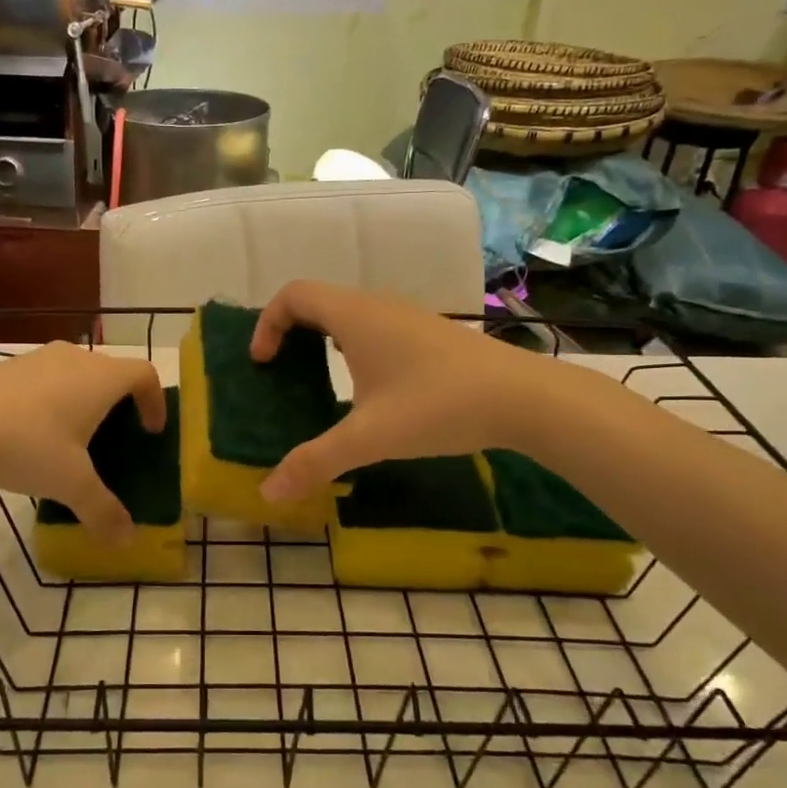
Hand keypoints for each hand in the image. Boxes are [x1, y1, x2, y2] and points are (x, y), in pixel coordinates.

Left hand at [0, 343, 165, 542]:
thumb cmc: (27, 444)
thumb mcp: (70, 484)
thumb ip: (102, 510)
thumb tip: (127, 541)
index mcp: (101, 378)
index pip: (145, 373)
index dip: (155, 400)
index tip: (151, 431)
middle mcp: (74, 358)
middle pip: (110, 372)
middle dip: (118, 403)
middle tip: (114, 438)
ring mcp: (37, 358)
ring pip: (75, 374)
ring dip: (82, 401)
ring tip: (71, 439)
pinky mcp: (5, 367)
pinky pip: (43, 379)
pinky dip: (51, 400)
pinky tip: (30, 434)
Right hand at [251, 281, 574, 502]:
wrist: (524, 397)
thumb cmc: (439, 405)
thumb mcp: (370, 437)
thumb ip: (315, 462)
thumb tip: (267, 493)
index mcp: (355, 316)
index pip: (294, 294)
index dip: (267, 323)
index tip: (262, 363)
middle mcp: (378, 306)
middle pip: (318, 301)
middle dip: (290, 332)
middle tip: (280, 372)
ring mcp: (408, 317)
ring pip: (349, 314)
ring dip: (322, 338)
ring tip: (316, 379)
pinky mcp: (429, 334)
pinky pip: (374, 327)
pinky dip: (352, 346)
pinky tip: (366, 387)